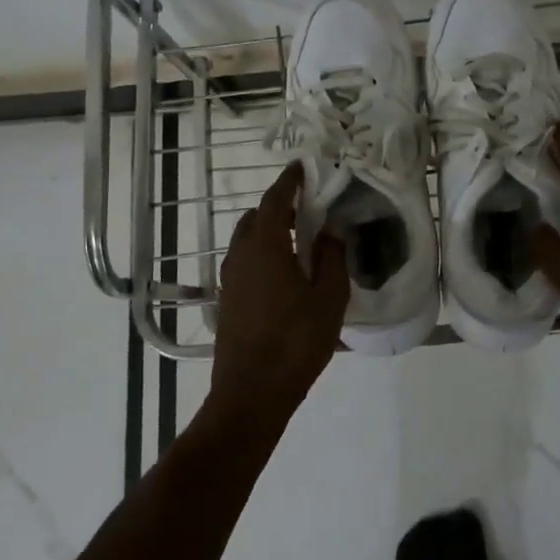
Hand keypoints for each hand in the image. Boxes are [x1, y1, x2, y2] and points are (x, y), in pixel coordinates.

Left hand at [211, 163, 350, 422]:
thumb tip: (330, 231)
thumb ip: (332, 258)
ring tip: (300, 239)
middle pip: (257, 217)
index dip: (289, 181)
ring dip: (270, 230)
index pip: (275, 200)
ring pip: (247, 240)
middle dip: (279, 206)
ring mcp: (230, 278)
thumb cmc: (295, 342)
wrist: (251, 393)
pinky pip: (244, 261)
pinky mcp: (227, 299)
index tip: (302, 166)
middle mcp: (241, 255)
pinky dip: (262, 252)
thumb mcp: (328, 299)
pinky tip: (284, 272)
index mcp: (266, 247)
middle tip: (308, 207)